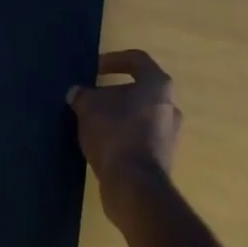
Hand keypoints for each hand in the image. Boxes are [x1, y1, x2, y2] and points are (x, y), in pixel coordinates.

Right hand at [68, 50, 180, 218]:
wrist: (134, 186)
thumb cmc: (115, 134)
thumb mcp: (89, 108)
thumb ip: (82, 95)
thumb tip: (77, 93)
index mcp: (158, 85)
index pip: (137, 60)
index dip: (114, 60)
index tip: (94, 69)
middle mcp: (170, 106)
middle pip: (139, 90)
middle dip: (113, 93)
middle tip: (91, 99)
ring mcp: (170, 134)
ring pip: (140, 115)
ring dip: (117, 116)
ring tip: (92, 122)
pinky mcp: (163, 158)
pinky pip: (140, 137)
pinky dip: (122, 136)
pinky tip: (102, 144)